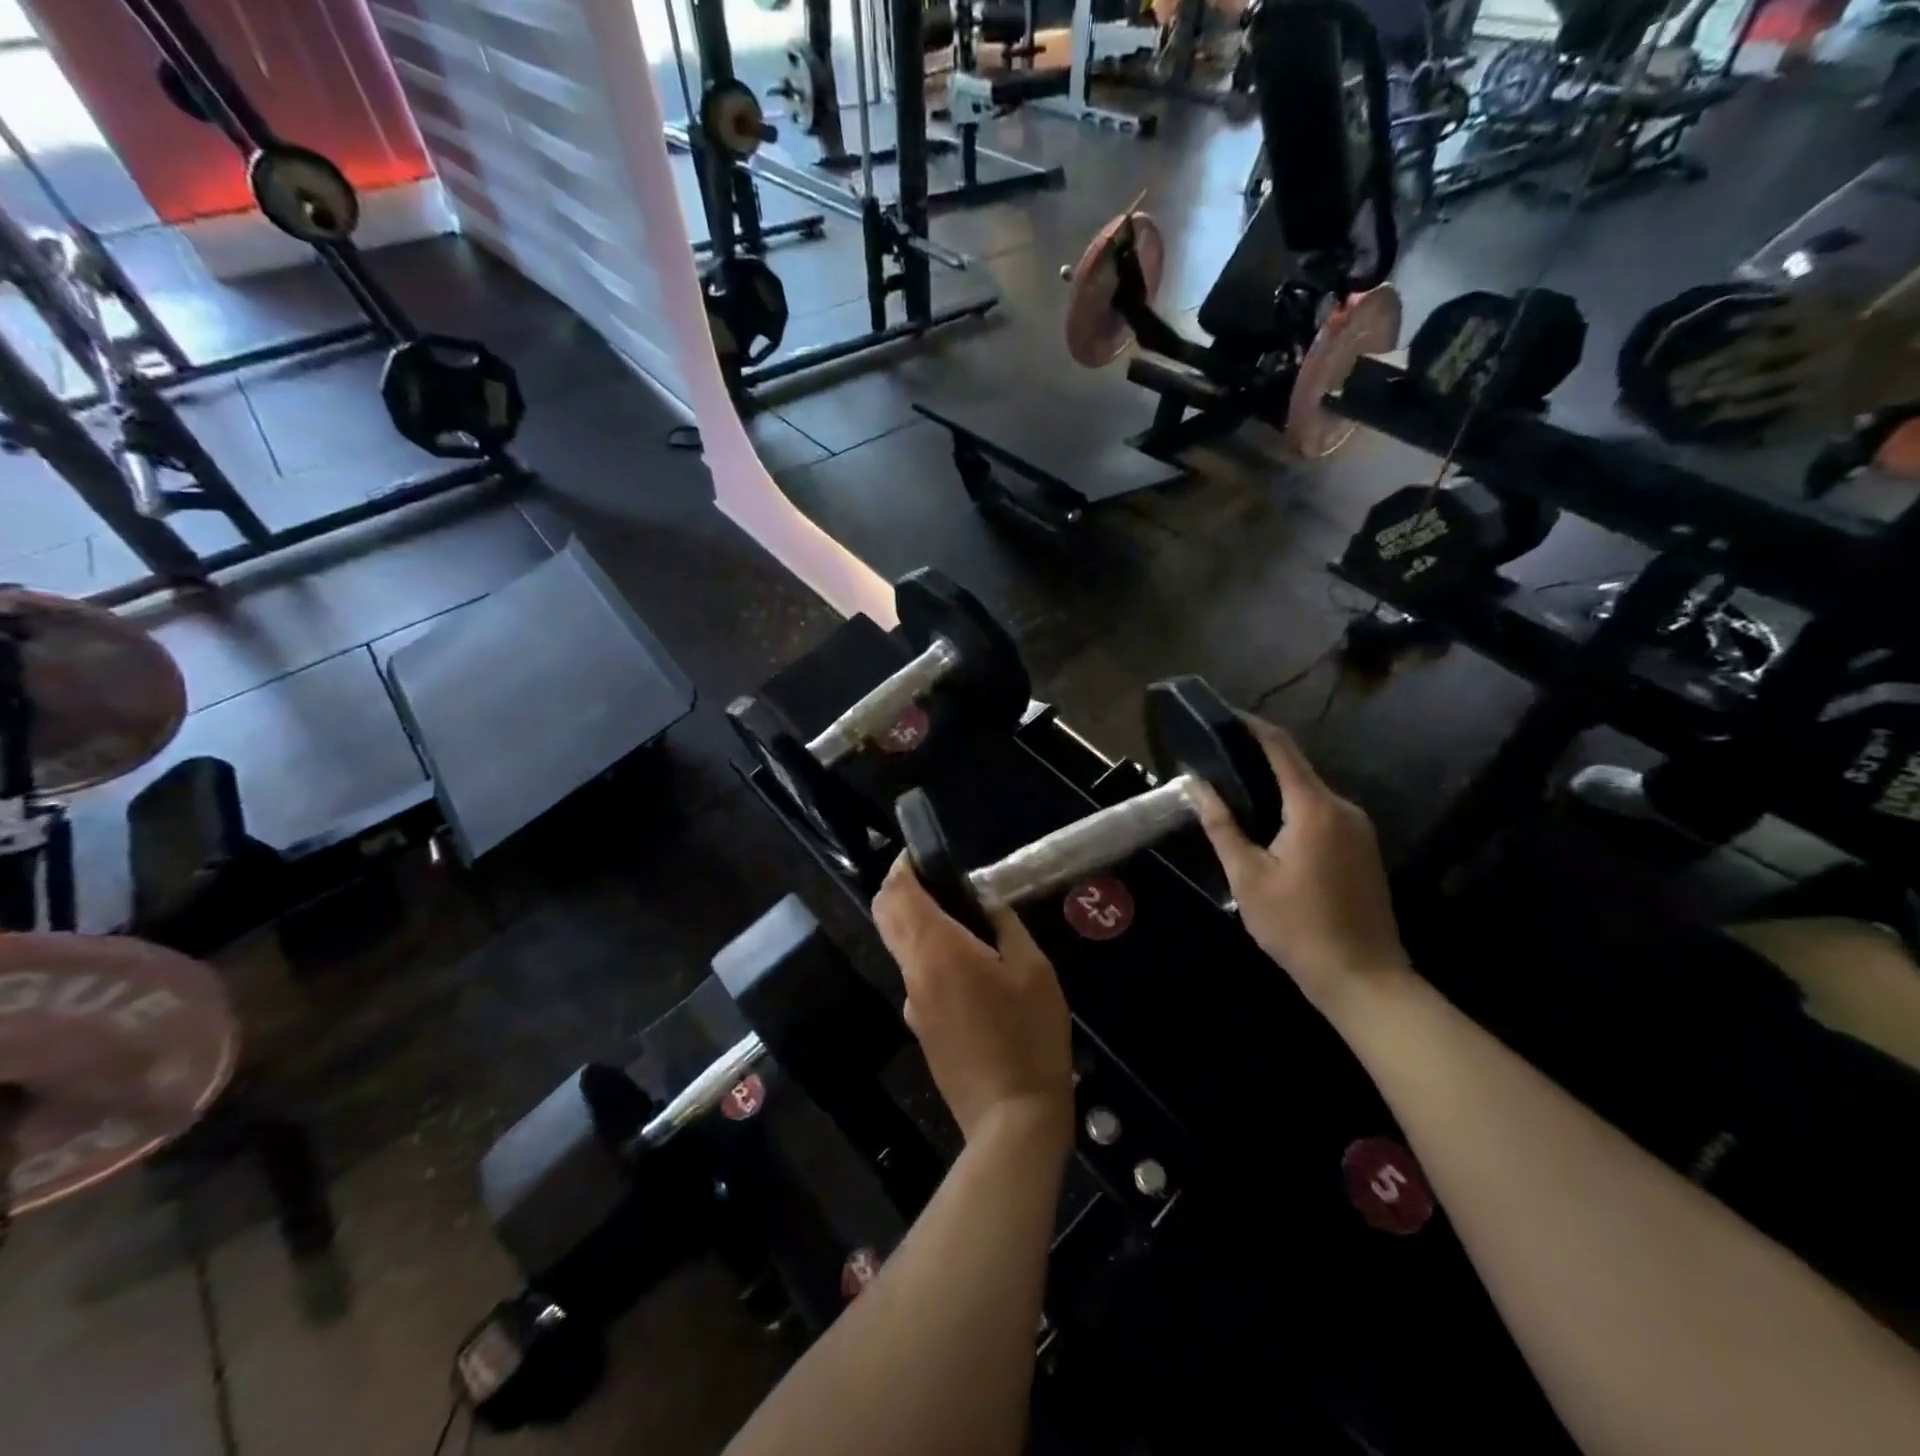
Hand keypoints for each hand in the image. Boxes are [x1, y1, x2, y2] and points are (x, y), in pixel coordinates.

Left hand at [873, 857, 1073, 1148]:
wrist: (1011, 1120)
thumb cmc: (1029, 1036)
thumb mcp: (1033, 970)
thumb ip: (1004, 925)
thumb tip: (984, 902)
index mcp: (937, 950)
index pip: (898, 894)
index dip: (902, 867)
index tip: (920, 855)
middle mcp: (913, 973)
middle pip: (888, 917)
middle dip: (902, 890)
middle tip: (940, 881)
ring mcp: (912, 1005)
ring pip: (903, 948)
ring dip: (921, 926)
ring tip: (971, 926)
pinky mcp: (921, 1029)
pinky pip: (918, 978)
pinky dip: (932, 958)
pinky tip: (974, 973)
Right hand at [1191, 716, 1408, 1011]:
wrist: (1364, 978)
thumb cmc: (1297, 927)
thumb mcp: (1247, 877)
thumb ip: (1221, 826)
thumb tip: (1196, 786)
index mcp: (1314, 808)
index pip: (1281, 749)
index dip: (1252, 727)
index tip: (1224, 715)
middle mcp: (1343, 807)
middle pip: (1297, 768)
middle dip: (1258, 758)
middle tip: (1218, 760)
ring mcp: (1359, 828)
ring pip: (1310, 793)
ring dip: (1276, 787)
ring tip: (1235, 791)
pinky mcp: (1364, 848)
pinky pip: (1323, 813)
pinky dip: (1294, 808)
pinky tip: (1268, 826)